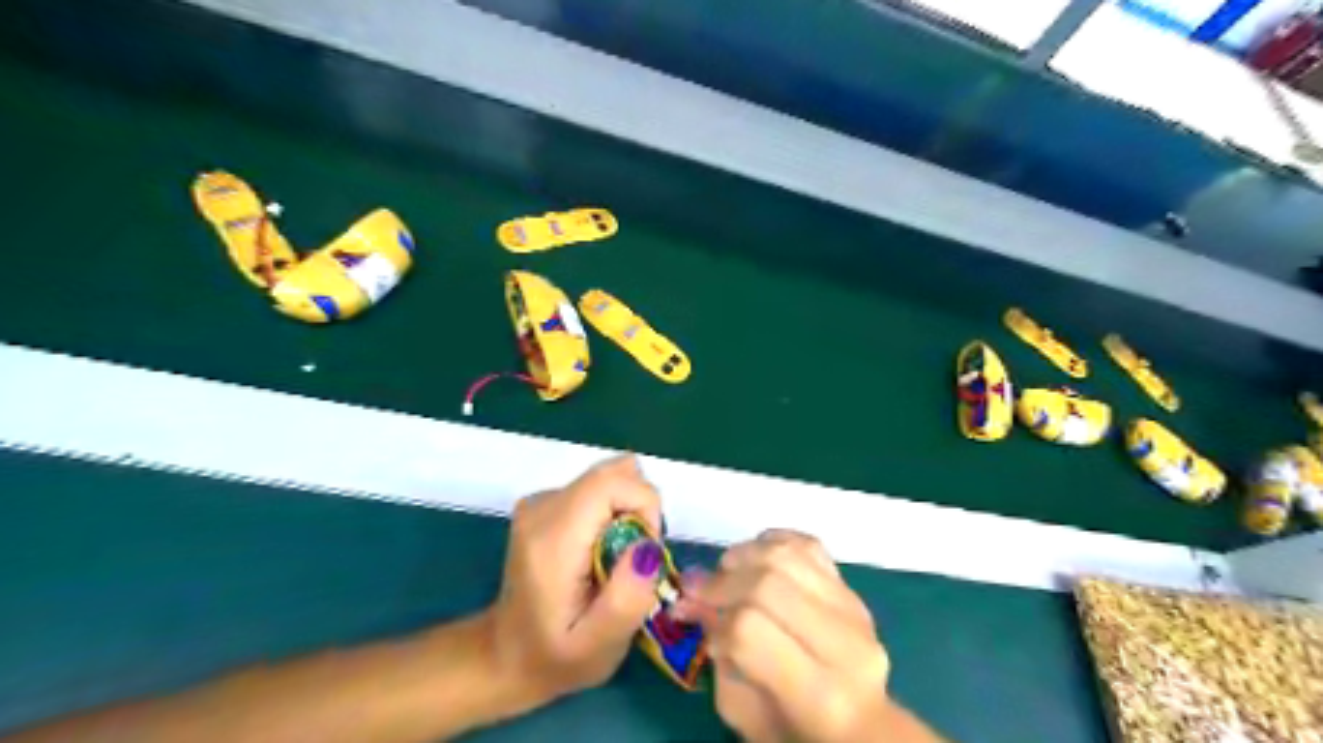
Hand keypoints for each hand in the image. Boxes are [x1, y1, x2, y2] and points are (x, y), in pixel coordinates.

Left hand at [484, 452, 668, 708]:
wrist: (504, 656)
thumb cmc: (555, 657)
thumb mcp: (599, 646)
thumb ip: (627, 599)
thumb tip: (648, 548)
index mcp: (553, 537)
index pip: (612, 481)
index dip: (644, 507)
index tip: (646, 552)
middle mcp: (543, 506)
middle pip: (614, 474)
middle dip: (639, 510)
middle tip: (631, 561)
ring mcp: (541, 500)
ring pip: (609, 480)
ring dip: (627, 514)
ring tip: (615, 562)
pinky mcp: (545, 503)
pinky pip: (597, 490)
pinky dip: (612, 515)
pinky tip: (600, 553)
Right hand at [683, 530, 887, 739]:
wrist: (861, 725)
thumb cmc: (794, 733)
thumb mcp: (744, 712)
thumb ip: (719, 655)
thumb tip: (696, 602)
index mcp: (819, 695)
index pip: (751, 630)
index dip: (712, 617)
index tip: (687, 613)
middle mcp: (844, 644)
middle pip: (770, 584)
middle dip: (721, 582)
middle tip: (695, 589)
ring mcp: (854, 609)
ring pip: (789, 555)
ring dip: (744, 554)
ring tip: (724, 571)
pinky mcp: (853, 589)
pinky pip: (809, 545)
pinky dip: (774, 541)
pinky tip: (754, 556)